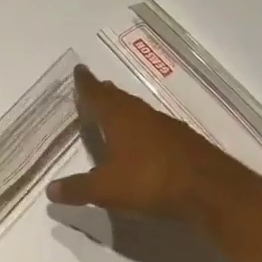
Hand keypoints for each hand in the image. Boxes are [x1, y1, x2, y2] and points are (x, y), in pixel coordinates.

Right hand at [46, 64, 241, 219]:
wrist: (211, 191)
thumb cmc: (150, 181)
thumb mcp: (105, 190)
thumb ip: (77, 189)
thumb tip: (50, 190)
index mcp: (119, 118)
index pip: (97, 95)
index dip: (86, 84)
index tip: (79, 70)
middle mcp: (143, 116)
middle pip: (119, 99)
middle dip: (105, 93)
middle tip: (95, 88)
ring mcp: (167, 127)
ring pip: (139, 112)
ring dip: (125, 109)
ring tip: (114, 111)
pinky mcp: (184, 143)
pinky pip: (155, 128)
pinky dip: (142, 128)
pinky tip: (142, 140)